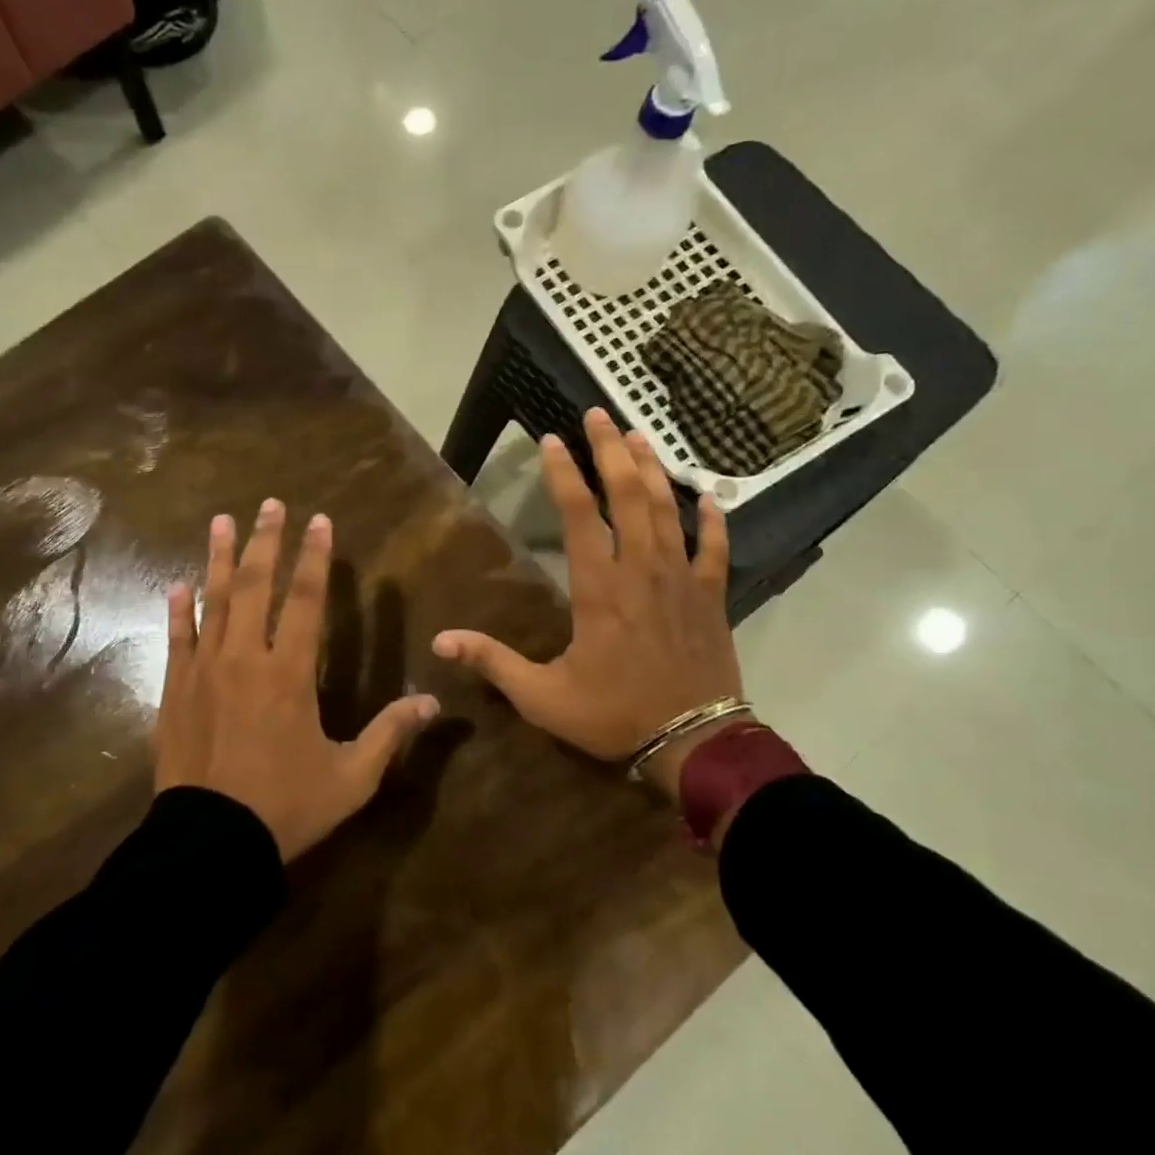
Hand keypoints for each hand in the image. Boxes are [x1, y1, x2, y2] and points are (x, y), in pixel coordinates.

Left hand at [156, 499, 440, 860]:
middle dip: (266, 542)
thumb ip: (390, 734)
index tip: (319, 521)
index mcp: (289, 674)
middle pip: (256, 586)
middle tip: (270, 504)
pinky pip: (177, 640)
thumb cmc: (285, 808)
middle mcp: (245, 659)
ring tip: (222, 521)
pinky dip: (178, 610)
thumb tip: (433, 703)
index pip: (307, 600)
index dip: (315, 558)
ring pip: (213, 602)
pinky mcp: (175, 691)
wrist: (210, 845)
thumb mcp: (351, 777)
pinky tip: (177, 584)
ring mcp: (204, 672)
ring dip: (219, 559)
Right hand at [431, 409, 742, 799]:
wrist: (693, 741)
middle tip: (598, 413)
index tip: (551, 439)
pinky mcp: (711, 595)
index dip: (563, 473)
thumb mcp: (542, 695)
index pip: (577, 514)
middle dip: (611, 450)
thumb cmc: (614, 713)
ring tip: (639, 435)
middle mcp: (641, 569)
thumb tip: (439, 641)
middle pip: (626, 494)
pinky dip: (713, 520)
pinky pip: (715, 548)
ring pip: (666, 510)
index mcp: (599, 587)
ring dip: (652, 469)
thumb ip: (494, 662)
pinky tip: (709, 495)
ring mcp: (681, 578)